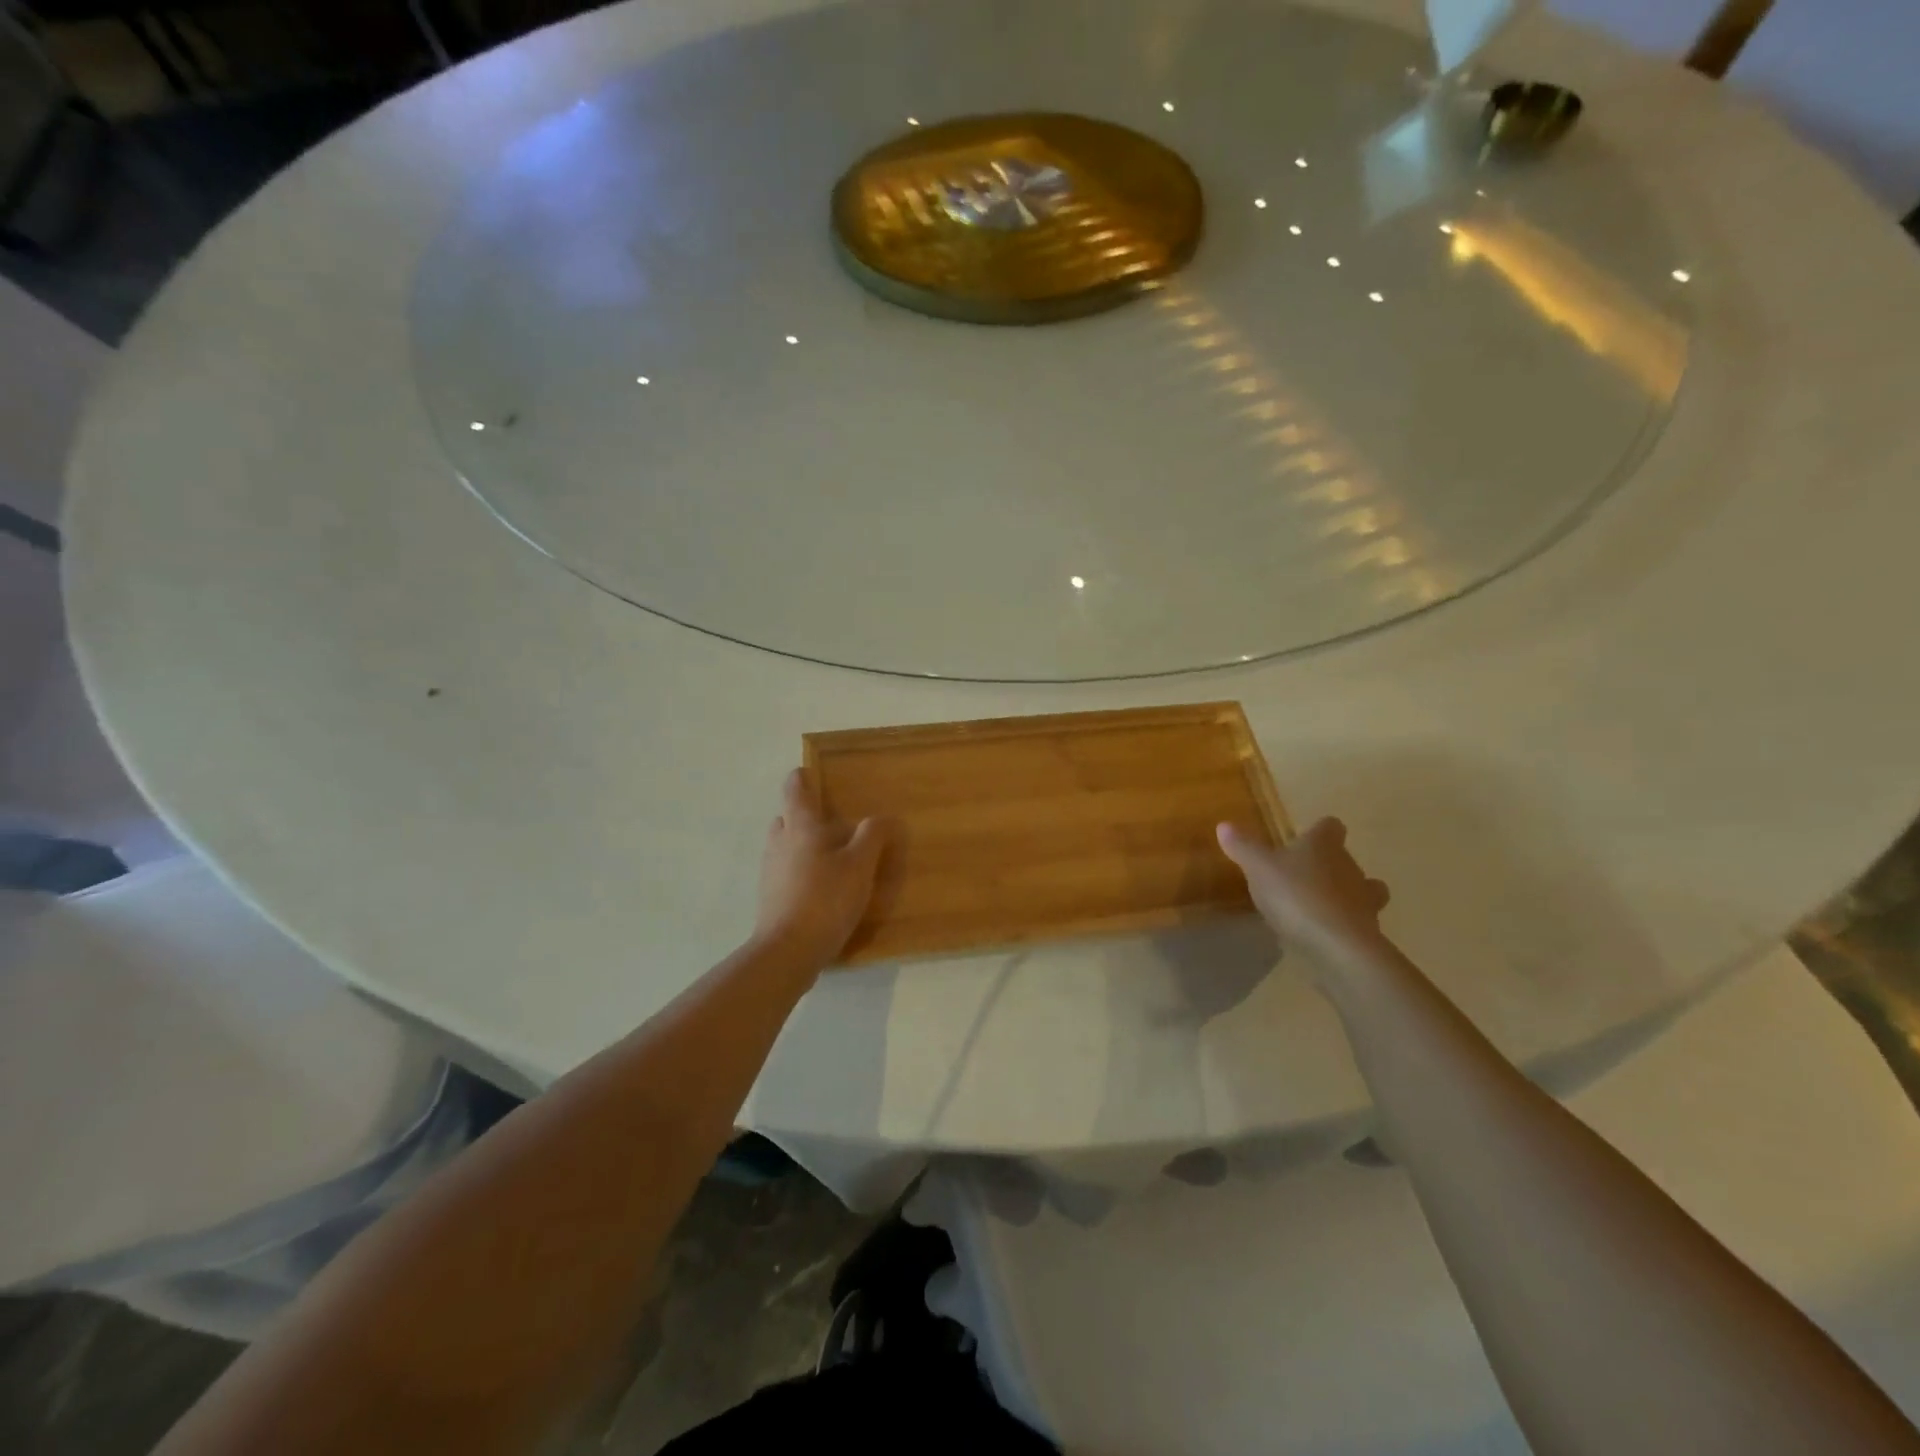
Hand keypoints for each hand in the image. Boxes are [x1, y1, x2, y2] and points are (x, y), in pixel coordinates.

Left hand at [754, 770, 889, 969]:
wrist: (788, 952)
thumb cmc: (825, 899)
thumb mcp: (860, 866)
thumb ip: (872, 836)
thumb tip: (882, 817)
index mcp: (800, 828)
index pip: (795, 791)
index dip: (801, 779)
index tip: (809, 773)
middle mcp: (779, 844)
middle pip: (786, 819)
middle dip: (803, 817)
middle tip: (830, 823)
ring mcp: (770, 872)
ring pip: (784, 847)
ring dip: (801, 846)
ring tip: (831, 858)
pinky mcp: (770, 899)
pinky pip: (784, 874)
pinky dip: (799, 872)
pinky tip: (821, 889)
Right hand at [1216, 817, 1391, 967]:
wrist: (1338, 948)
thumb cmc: (1296, 896)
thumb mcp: (1258, 868)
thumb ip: (1243, 847)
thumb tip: (1224, 825)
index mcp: (1325, 846)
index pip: (1331, 827)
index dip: (1320, 831)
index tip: (1306, 838)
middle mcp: (1350, 867)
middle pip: (1345, 859)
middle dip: (1329, 866)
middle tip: (1303, 876)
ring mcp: (1364, 901)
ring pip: (1363, 891)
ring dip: (1344, 896)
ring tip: (1317, 906)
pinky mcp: (1367, 933)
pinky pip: (1356, 922)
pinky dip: (1341, 924)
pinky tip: (1320, 934)